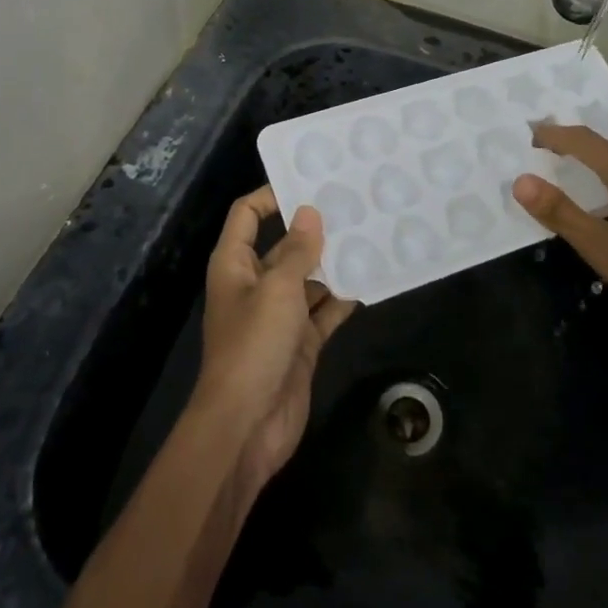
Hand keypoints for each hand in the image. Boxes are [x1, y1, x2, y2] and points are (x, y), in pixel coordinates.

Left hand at [192, 187, 356, 493]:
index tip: (310, 181)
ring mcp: (279, 315)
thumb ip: (297, 250)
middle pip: (284, 244)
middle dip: (315, 228)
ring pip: (309, 277)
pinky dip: (343, 298)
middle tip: (355, 204)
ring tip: (372, 235)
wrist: (247, 426)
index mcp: (235, 264)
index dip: (272, 195)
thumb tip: (310, 211)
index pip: (247, 214)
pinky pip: (324, 310)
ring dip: (334, 262)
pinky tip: (372, 280)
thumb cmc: (254, 345)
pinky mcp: (301, 342)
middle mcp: (256, 284)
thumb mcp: (277, 289)